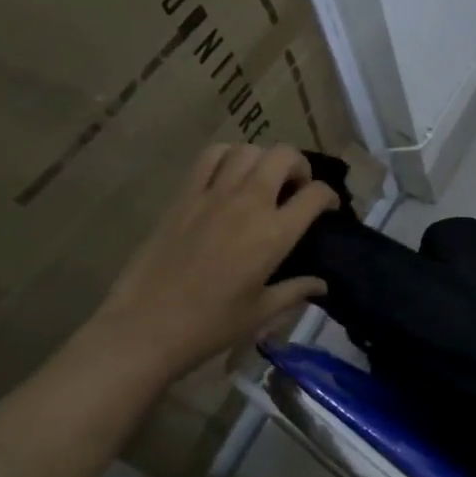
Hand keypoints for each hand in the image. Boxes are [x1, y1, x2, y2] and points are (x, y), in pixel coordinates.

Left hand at [88, 142, 337, 380]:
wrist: (145, 327)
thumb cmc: (210, 325)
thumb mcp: (261, 312)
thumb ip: (296, 291)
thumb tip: (321, 285)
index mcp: (274, 234)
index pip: (315, 194)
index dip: (330, 196)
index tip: (328, 209)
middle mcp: (248, 203)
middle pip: (284, 156)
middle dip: (300, 166)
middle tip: (297, 188)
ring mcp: (212, 195)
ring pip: (247, 149)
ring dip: (263, 159)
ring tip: (263, 180)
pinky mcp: (183, 196)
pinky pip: (209, 157)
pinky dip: (227, 156)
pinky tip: (229, 176)